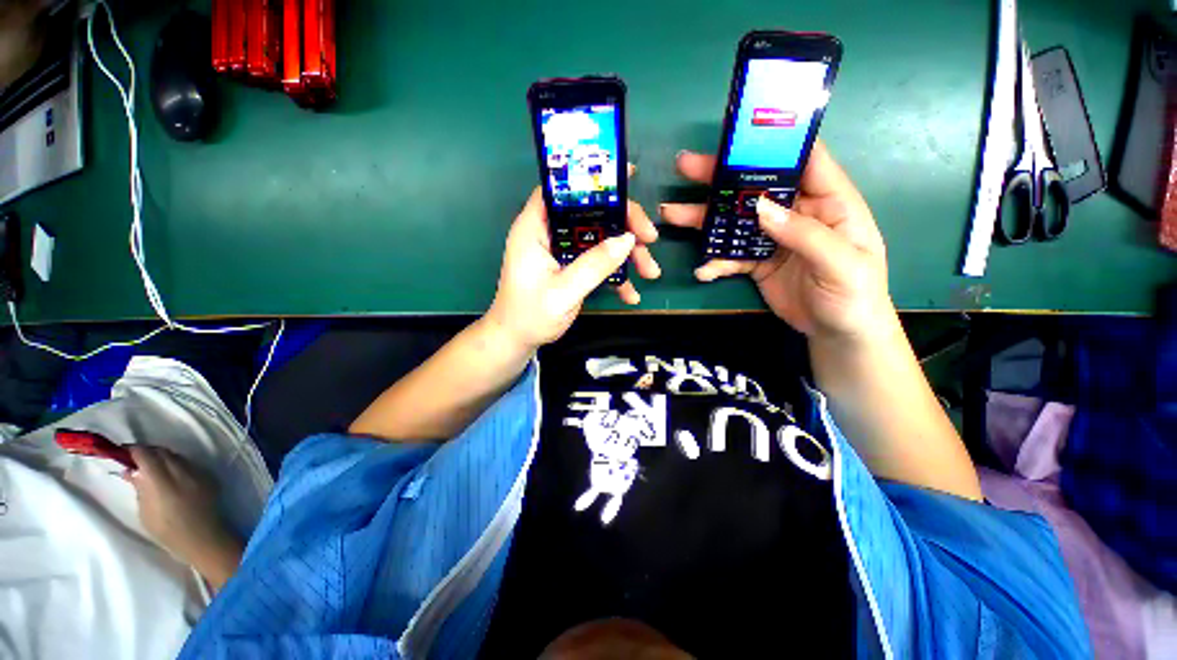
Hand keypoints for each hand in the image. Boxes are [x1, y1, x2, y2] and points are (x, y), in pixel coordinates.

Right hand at [125, 446, 241, 588]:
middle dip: (148, 452)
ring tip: (152, 467)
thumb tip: (130, 470)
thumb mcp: (145, 512)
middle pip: (163, 453)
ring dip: (163, 457)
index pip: (147, 456)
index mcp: (163, 482)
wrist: (203, 538)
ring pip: (177, 456)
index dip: (134, 451)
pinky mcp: (209, 476)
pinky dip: (177, 465)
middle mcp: (182, 473)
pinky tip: (171, 475)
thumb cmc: (168, 531)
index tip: (123, 452)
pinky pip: (190, 464)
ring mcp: (198, 473)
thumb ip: (139, 487)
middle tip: (136, 459)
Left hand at [486, 181, 659, 350]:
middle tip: (650, 238)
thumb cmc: (530, 315)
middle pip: (591, 214)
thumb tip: (629, 239)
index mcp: (535, 229)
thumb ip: (594, 265)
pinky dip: (616, 275)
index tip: (628, 179)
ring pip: (600, 239)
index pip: (563, 190)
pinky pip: (598, 262)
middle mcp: (549, 234)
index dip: (592, 179)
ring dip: (627, 254)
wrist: (518, 340)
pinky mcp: (572, 268)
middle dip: (624, 225)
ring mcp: (563, 252)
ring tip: (651, 272)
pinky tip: (631, 294)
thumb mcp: (563, 291)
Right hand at [660, 142, 894, 344]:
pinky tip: (703, 271)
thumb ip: (804, 234)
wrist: (837, 334)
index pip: (803, 160)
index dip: (773, 144)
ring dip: (704, 218)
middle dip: (721, 176)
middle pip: (756, 187)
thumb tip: (760, 208)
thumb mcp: (841, 264)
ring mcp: (773, 238)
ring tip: (673, 214)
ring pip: (735, 220)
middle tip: (686, 167)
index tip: (737, 135)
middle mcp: (797, 213)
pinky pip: (731, 256)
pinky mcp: (757, 262)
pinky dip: (714, 262)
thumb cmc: (855, 296)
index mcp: (828, 202)